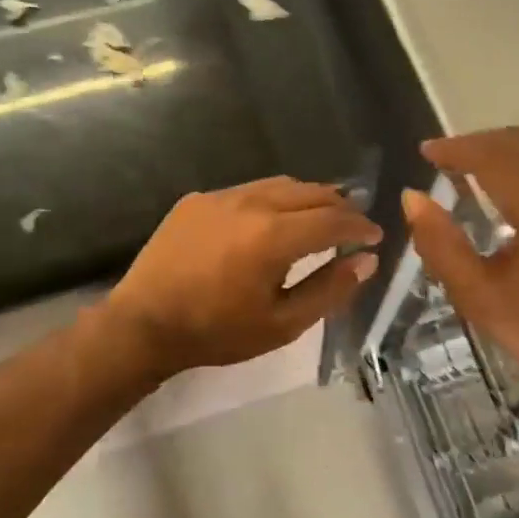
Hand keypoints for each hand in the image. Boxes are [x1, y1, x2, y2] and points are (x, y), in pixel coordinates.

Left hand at [104, 176, 381, 377]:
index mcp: (274, 235)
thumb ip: (329, 289)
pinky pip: (247, 191)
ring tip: (318, 216)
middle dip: (339, 205)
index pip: (333, 219)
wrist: (143, 324)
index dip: (360, 226)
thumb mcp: (282, 323)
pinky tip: (268, 222)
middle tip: (353, 224)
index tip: (375, 235)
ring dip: (306, 198)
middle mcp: (252, 203)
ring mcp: (221, 196)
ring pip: (279, 185)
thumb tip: (366, 261)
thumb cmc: (217, 332)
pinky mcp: (198, 199)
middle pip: (310, 192)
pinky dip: (271, 200)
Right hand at [404, 128, 518, 391]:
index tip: (427, 152)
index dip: (459, 149)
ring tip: (471, 161)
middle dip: (481, 142)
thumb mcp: (475, 294)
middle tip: (446, 155)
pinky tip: (504, 183)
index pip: (498, 160)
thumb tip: (412, 197)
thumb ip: (440, 244)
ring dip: (506, 147)